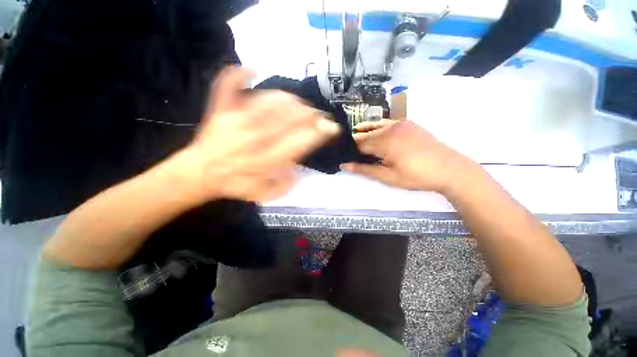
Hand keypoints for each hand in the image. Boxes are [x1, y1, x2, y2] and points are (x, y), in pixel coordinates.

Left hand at [174, 66, 340, 202]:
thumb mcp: (266, 195)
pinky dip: (239, 74)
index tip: (331, 128)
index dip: (320, 132)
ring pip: (269, 100)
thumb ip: (287, 184)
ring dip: (291, 100)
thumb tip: (300, 168)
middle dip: (311, 114)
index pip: (301, 141)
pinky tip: (253, 70)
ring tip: (300, 105)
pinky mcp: (220, 110)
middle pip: (289, 117)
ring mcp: (235, 119)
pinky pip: (227, 85)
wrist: (200, 174)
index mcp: (267, 160)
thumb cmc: (236, 186)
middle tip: (319, 116)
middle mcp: (254, 137)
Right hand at [341, 120, 475, 193]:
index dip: (351, 151)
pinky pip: (387, 124)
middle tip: (353, 154)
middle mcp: (390, 128)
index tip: (347, 158)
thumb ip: (365, 169)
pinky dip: (378, 129)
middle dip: (358, 144)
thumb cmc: (417, 176)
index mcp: (385, 142)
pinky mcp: (408, 123)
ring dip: (366, 135)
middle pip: (366, 135)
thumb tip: (344, 165)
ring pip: (375, 128)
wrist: (449, 169)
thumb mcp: (388, 177)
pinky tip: (376, 135)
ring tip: (361, 145)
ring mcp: (400, 124)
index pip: (359, 144)